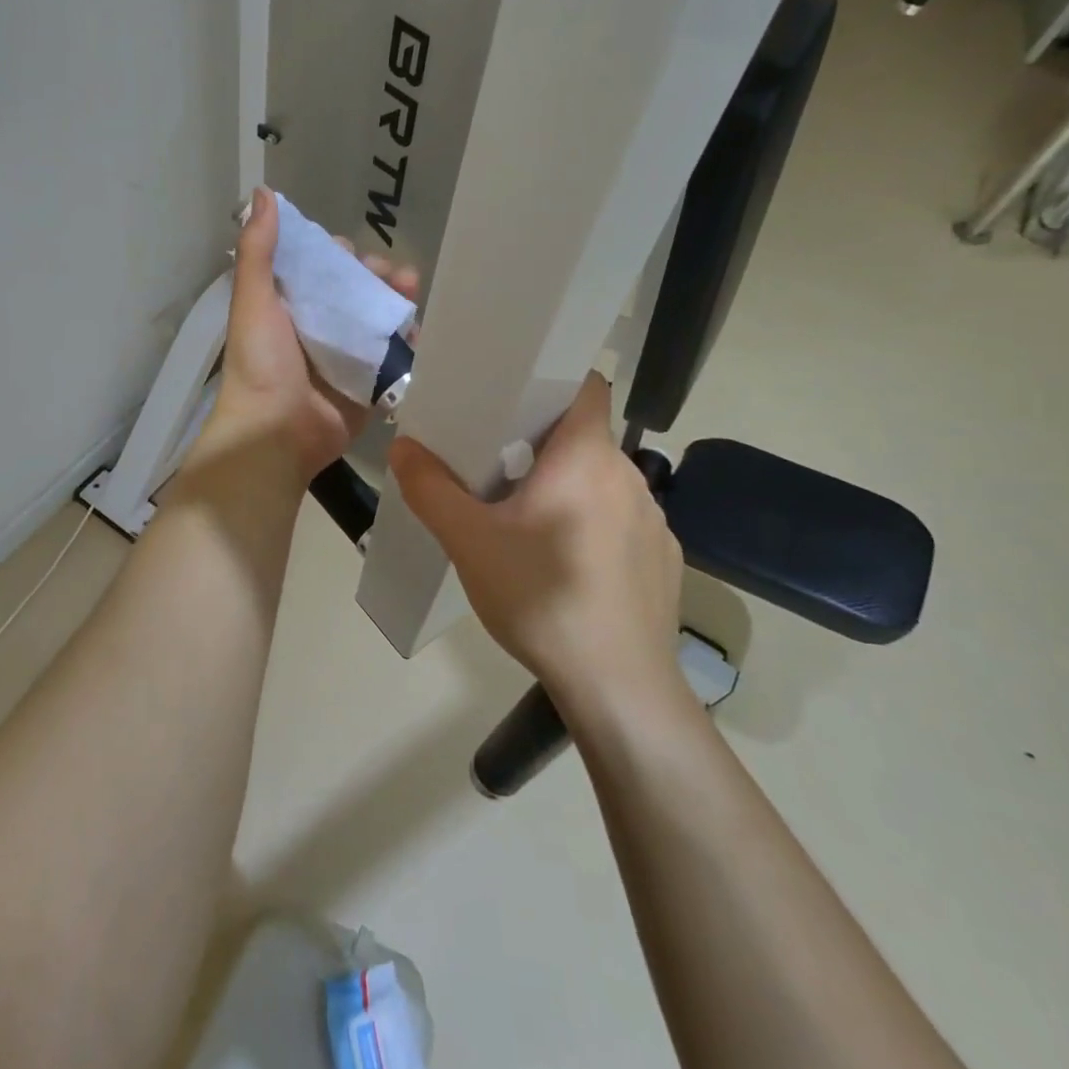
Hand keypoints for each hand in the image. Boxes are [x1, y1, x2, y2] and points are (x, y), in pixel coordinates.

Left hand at [194, 188, 418, 488]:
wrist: (276, 433)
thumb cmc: (262, 363)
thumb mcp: (254, 299)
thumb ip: (259, 249)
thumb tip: (263, 192)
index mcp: (289, 308)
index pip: (319, 272)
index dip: (337, 257)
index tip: (348, 252)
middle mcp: (317, 329)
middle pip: (356, 293)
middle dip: (378, 277)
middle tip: (392, 275)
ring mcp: (345, 358)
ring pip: (378, 320)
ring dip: (397, 303)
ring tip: (412, 292)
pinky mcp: (368, 385)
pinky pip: (393, 357)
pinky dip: (407, 342)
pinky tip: (418, 330)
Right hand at [388, 373, 684, 704]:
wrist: (619, 687)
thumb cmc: (541, 598)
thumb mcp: (468, 541)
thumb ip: (430, 488)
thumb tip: (404, 446)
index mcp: (586, 457)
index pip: (585, 385)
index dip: (551, 380)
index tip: (511, 397)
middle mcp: (629, 476)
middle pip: (584, 436)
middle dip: (541, 442)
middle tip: (494, 465)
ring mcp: (654, 520)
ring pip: (601, 480)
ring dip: (566, 486)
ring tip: (525, 520)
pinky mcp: (664, 559)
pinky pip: (620, 521)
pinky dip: (591, 524)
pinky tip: (565, 566)